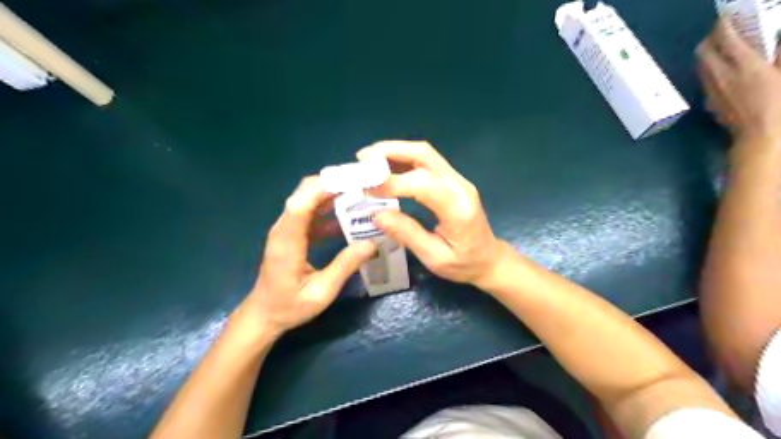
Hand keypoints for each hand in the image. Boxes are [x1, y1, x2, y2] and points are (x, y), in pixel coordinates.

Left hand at [243, 176, 377, 337]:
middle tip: (364, 185)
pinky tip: (350, 215)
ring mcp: (287, 228)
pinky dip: (330, 208)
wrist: (264, 314)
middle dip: (333, 184)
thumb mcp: (321, 292)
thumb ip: (345, 266)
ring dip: (334, 193)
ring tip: (362, 194)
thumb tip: (372, 243)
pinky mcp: (293, 232)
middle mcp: (284, 228)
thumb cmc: (289, 306)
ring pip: (308, 198)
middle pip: (304, 193)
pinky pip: (311, 211)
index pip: (300, 204)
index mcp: (287, 242)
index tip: (352, 181)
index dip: (324, 188)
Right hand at [357, 141, 506, 287]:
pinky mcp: (452, 180)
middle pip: (424, 154)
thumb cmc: (464, 264)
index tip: (364, 187)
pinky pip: (426, 162)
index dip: (391, 182)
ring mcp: (457, 179)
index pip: (421, 183)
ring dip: (395, 151)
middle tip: (362, 159)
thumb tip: (377, 214)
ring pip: (424, 153)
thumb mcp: (434, 257)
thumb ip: (408, 234)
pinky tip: (385, 166)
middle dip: (390, 152)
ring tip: (367, 160)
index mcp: (457, 207)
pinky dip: (403, 159)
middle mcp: (459, 185)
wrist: (489, 259)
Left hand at [699, 19, 780, 145]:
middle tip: (721, 33)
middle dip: (709, 39)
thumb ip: (779, 53)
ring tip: (719, 50)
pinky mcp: (709, 102)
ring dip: (707, 55)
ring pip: (700, 67)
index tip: (725, 18)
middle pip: (703, 52)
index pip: (726, 39)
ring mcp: (712, 90)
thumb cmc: (780, 102)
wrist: (760, 134)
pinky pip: (704, 81)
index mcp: (745, 65)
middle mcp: (722, 76)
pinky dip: (708, 71)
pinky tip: (720, 72)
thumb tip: (774, 37)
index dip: (723, 25)